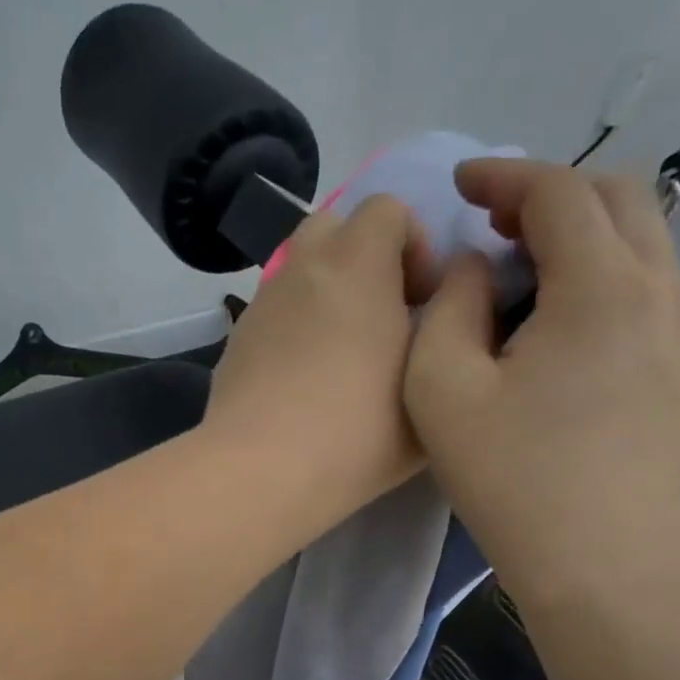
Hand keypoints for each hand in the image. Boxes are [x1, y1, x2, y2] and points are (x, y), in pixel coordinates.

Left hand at [203, 194, 437, 528]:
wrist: (263, 471)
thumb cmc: (359, 429)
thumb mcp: (431, 385)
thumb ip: (444, 332)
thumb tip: (434, 310)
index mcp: (355, 263)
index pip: (386, 208)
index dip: (414, 244)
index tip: (421, 300)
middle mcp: (300, 269)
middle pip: (332, 228)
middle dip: (364, 258)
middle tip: (381, 317)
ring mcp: (260, 304)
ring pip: (299, 273)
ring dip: (327, 295)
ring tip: (342, 356)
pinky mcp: (235, 341)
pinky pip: (274, 314)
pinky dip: (294, 329)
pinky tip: (303, 384)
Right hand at [403, 158, 679, 592]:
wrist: (602, 563)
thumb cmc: (513, 478)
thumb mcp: (443, 388)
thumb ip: (450, 308)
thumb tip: (477, 271)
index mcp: (600, 287)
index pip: (559, 191)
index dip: (503, 175)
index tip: (457, 185)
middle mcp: (653, 292)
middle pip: (618, 197)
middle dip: (548, 191)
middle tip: (489, 222)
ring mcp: (674, 331)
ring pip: (639, 238)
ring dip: (577, 229)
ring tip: (516, 264)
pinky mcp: (674, 367)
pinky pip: (641, 282)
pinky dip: (596, 268)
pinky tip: (550, 314)